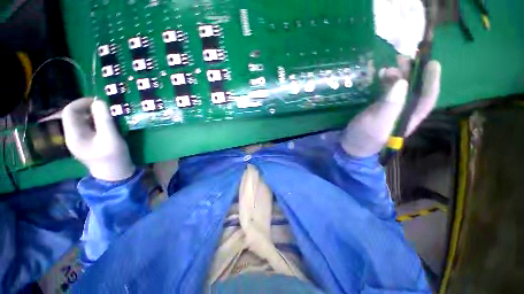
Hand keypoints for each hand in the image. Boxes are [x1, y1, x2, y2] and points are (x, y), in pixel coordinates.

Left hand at [62, 98, 134, 180]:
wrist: (115, 175)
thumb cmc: (113, 157)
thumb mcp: (111, 138)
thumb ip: (104, 120)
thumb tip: (100, 101)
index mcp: (74, 135)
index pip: (69, 111)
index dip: (82, 102)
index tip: (99, 101)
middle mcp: (72, 136)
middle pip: (74, 115)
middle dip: (88, 108)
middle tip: (104, 107)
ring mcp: (79, 140)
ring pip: (80, 121)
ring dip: (92, 114)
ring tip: (106, 115)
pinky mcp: (86, 143)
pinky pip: (86, 127)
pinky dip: (95, 121)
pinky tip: (105, 124)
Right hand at [341, 56, 440, 157]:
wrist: (349, 144)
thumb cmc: (364, 137)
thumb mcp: (377, 123)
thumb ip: (390, 105)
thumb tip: (402, 82)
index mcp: (408, 118)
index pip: (426, 99)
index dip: (431, 81)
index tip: (431, 63)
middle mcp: (403, 112)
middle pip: (414, 90)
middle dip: (412, 74)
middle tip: (403, 58)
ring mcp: (391, 109)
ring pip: (400, 89)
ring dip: (398, 76)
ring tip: (390, 66)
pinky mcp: (379, 107)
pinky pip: (387, 91)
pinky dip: (386, 82)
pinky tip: (381, 75)